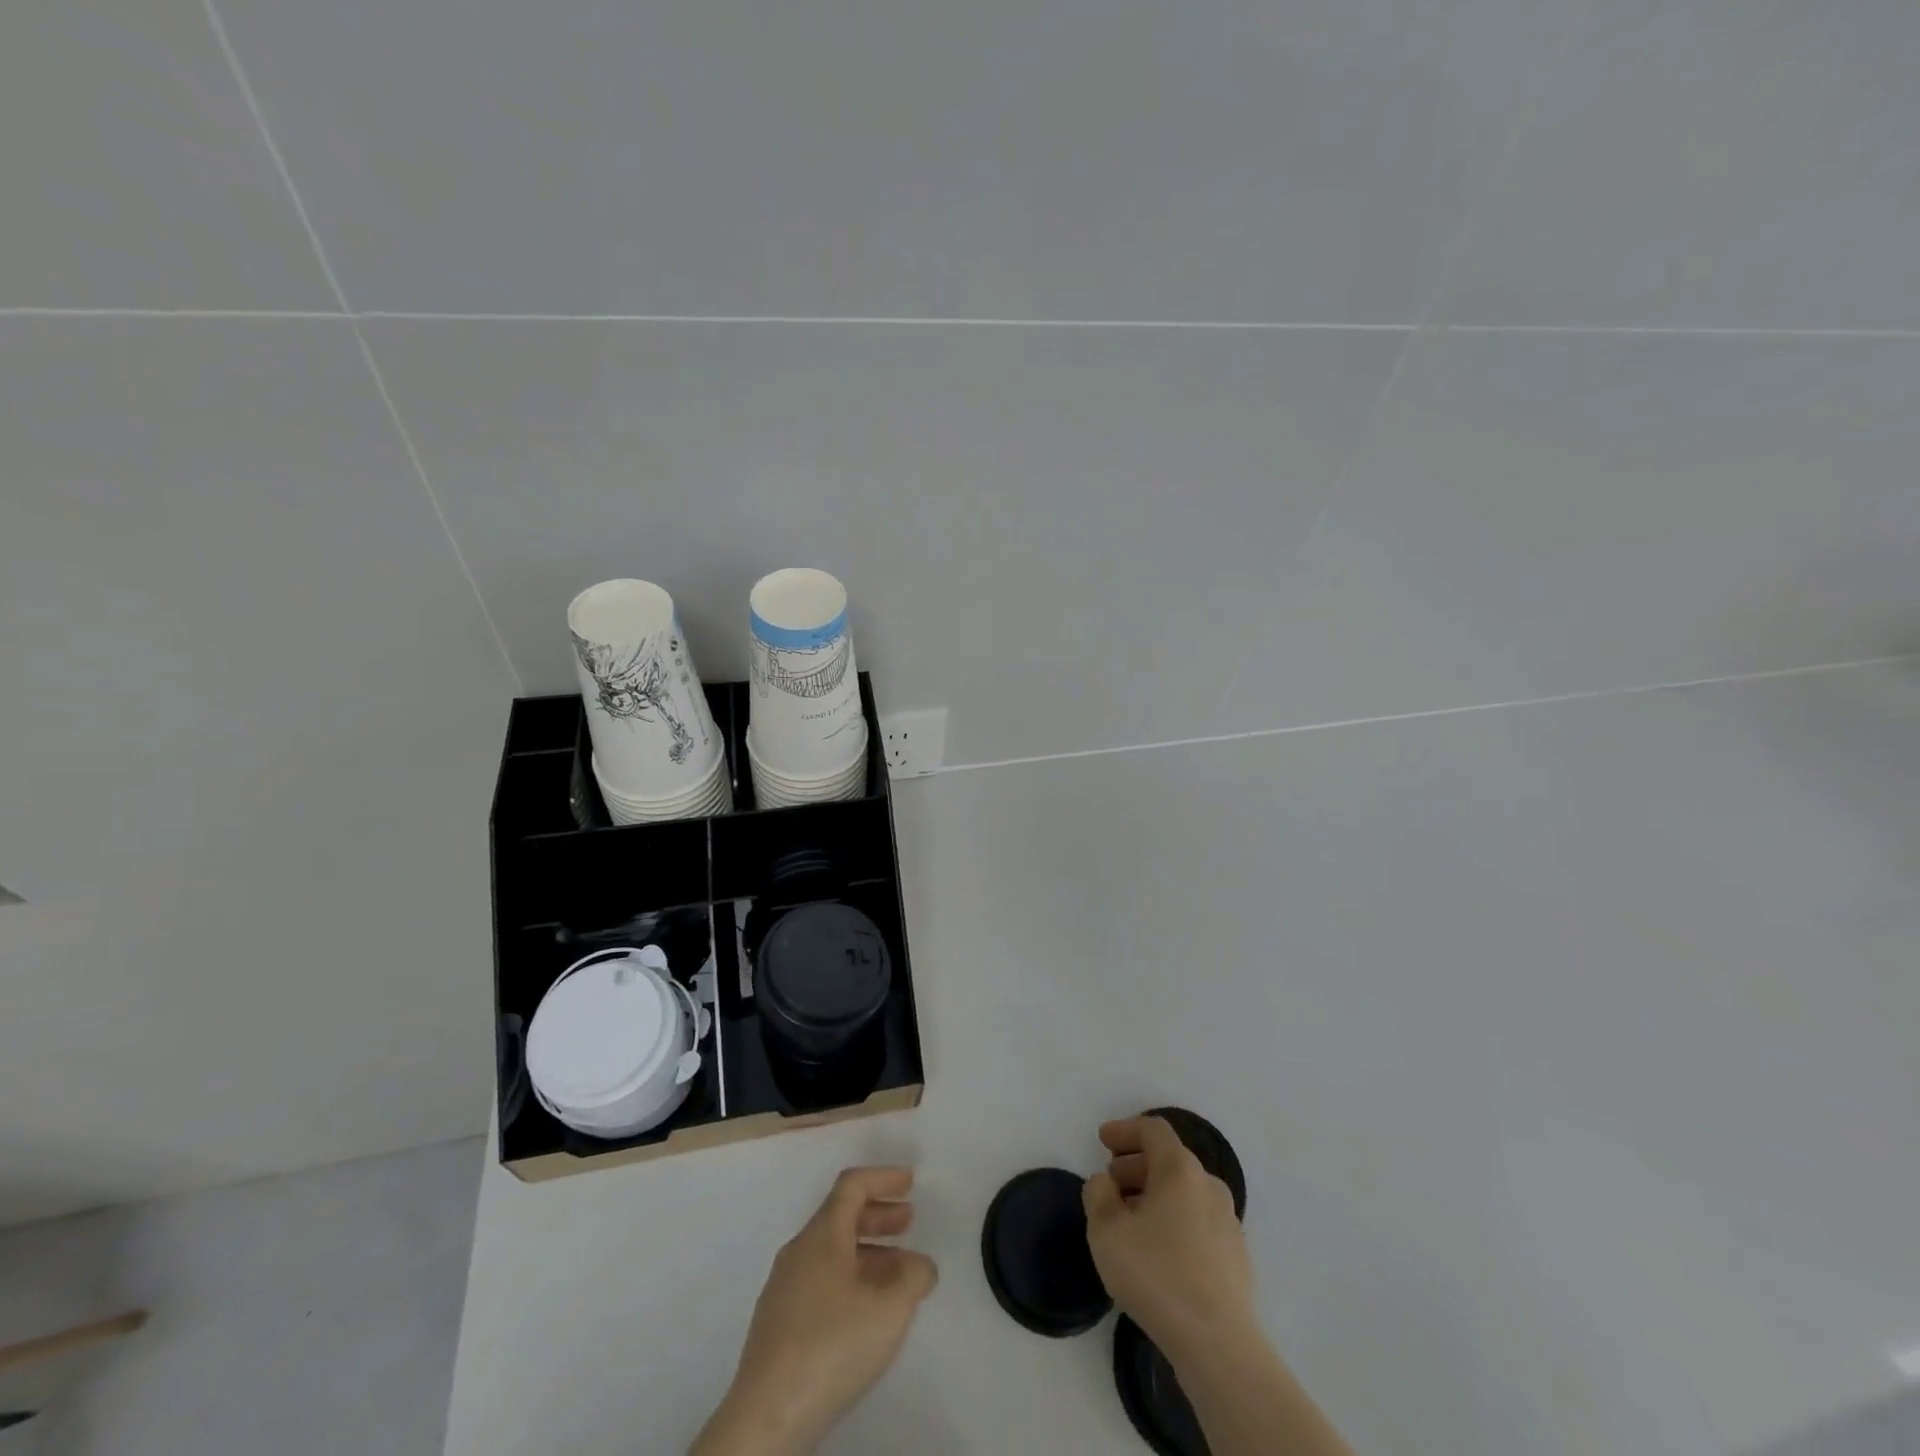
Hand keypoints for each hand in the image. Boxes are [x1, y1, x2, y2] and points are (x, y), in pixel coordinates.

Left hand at [693, 1167, 937, 1454]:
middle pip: (840, 1216)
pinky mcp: (777, 1324)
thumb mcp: (890, 1308)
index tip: (909, 1182)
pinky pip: (819, 1281)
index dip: (883, 1178)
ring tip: (897, 1273)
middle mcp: (798, 1251)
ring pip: (831, 1252)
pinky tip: (865, 1311)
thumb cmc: (832, 1345)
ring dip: (867, 1252)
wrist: (767, 1416)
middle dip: (878, 1215)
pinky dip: (849, 1278)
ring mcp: (783, 1288)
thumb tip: (920, 1265)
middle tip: (908, 1221)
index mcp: (821, 1234)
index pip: (852, 1186)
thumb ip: (913, 1276)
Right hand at [1082, 1117, 1257, 1365]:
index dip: (1125, 1129)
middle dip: (1136, 1165)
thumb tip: (1106, 1183)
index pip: (1153, 1130)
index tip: (1102, 1140)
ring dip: (1154, 1194)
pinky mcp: (1236, 1256)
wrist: (1217, 1344)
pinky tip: (1158, 1250)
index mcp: (1180, 1169)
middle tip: (1111, 1182)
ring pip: (1185, 1192)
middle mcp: (1209, 1186)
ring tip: (1129, 1219)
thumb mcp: (1106, 1230)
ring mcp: (1228, 1222)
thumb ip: (1098, 1194)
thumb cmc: (1156, 1275)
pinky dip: (1174, 1220)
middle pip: (1170, 1160)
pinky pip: (1198, 1221)